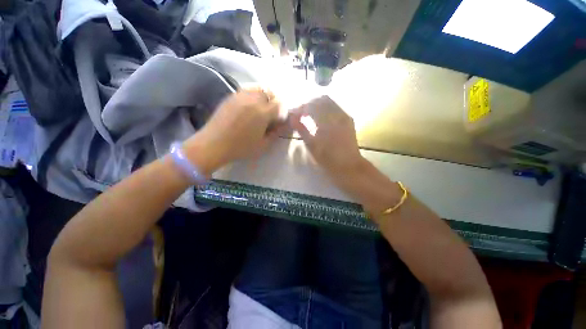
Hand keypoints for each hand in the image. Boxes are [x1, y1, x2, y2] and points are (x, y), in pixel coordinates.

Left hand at [183, 88, 282, 172]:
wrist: (213, 144)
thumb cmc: (241, 147)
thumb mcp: (263, 145)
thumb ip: (276, 133)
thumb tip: (283, 125)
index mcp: (262, 113)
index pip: (279, 105)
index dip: (282, 113)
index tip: (279, 121)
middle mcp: (252, 100)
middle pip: (270, 93)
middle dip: (274, 102)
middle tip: (271, 114)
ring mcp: (240, 96)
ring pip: (258, 89)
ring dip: (264, 97)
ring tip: (261, 109)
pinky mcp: (231, 97)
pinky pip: (247, 90)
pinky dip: (253, 96)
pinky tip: (250, 107)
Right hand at [290, 96, 363, 175]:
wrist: (349, 166)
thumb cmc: (328, 159)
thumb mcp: (312, 146)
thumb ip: (302, 129)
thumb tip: (292, 117)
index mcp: (327, 121)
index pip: (311, 106)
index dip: (300, 108)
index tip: (293, 113)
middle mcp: (337, 114)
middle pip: (321, 100)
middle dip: (309, 104)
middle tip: (301, 113)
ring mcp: (345, 116)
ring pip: (329, 102)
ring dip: (317, 105)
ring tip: (309, 114)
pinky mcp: (349, 120)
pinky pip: (336, 108)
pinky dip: (326, 109)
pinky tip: (321, 117)